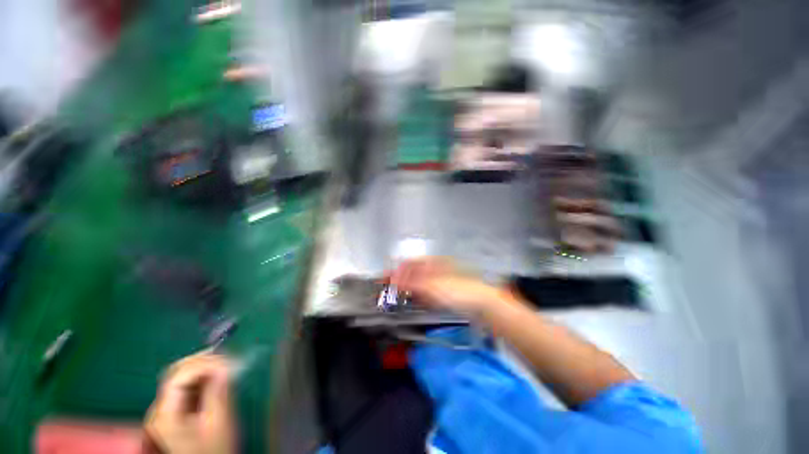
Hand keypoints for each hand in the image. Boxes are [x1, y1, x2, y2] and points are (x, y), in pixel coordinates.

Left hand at [144, 352, 235, 453]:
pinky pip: (188, 383)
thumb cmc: (215, 449)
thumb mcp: (219, 422)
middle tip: (230, 359)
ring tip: (227, 365)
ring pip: (182, 375)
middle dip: (204, 361)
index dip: (204, 364)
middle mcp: (160, 409)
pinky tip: (219, 374)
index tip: (228, 362)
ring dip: (205, 366)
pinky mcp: (176, 409)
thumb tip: (226, 363)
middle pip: (176, 372)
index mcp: (165, 415)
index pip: (179, 376)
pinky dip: (204, 375)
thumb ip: (218, 391)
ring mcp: (166, 409)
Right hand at [385, 257, 503, 316]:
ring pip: (421, 282)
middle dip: (401, 280)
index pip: (408, 263)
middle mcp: (436, 268)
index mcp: (432, 263)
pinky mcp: (447, 291)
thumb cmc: (457, 290)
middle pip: (413, 273)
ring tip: (400, 296)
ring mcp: (442, 279)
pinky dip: (421, 295)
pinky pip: (429, 291)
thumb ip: (411, 283)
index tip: (383, 279)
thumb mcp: (432, 286)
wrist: (483, 302)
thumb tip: (393, 280)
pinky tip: (418, 300)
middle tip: (389, 290)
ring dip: (410, 288)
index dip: (395, 271)